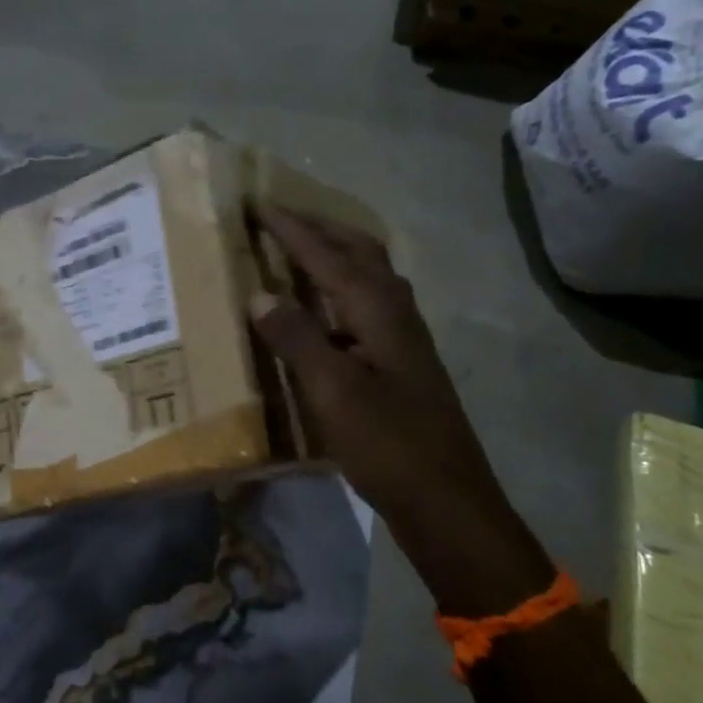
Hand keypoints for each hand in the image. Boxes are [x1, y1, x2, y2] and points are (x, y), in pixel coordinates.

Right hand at [249, 206, 550, 610]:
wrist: (445, 499)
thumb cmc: (387, 444)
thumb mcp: (332, 391)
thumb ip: (296, 338)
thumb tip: (259, 293)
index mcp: (378, 309)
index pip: (327, 254)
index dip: (291, 228)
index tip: (257, 203)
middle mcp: (395, 311)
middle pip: (358, 251)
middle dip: (319, 228)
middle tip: (278, 218)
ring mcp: (402, 337)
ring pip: (366, 276)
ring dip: (332, 254)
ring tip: (296, 251)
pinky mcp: (399, 361)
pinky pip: (365, 304)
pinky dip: (338, 290)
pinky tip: (320, 311)